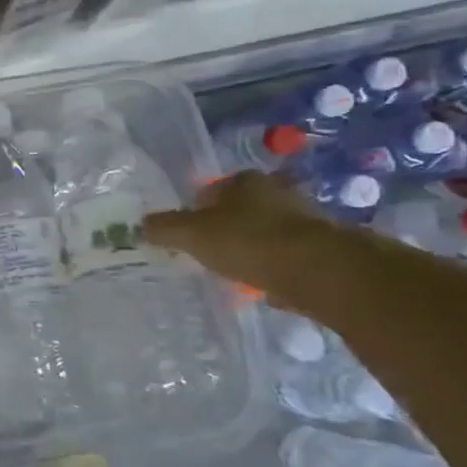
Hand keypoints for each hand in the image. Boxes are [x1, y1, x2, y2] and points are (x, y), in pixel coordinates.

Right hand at [142, 170, 325, 297]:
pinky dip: (276, 268)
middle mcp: (277, 191)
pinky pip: (288, 257)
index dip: (196, 209)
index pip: (212, 189)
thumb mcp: (192, 235)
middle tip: (209, 253)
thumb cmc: (248, 241)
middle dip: (226, 229)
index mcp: (245, 180)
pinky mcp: (325, 249)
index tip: (188, 234)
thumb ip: (165, 229)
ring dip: (253, 249)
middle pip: (242, 210)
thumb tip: (141, 225)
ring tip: (236, 273)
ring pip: (266, 233)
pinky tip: (265, 286)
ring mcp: (305, 220)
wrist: (320, 271)